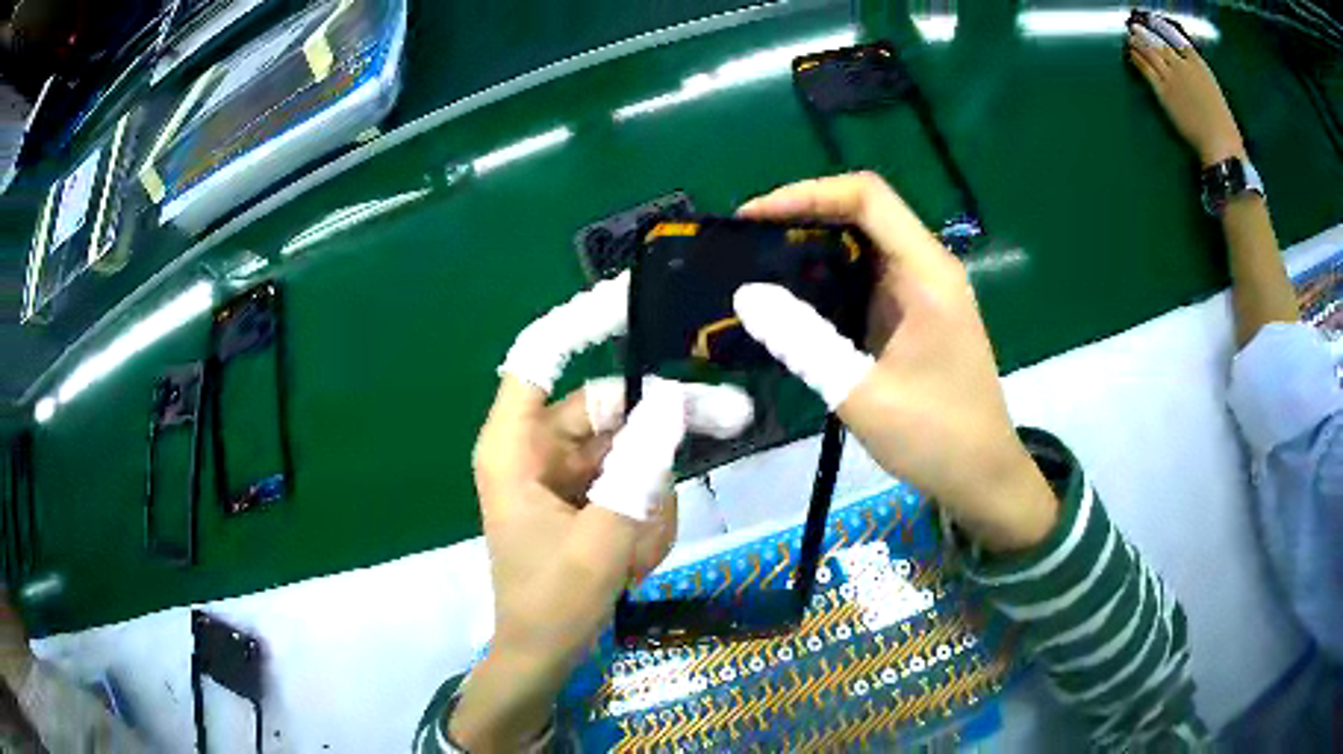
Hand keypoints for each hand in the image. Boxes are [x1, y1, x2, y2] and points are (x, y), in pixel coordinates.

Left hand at [452, 274, 752, 750]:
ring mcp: (559, 472)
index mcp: (513, 448)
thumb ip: (639, 470)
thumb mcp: (604, 538)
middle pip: (606, 408)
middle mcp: (534, 448)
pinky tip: (634, 558)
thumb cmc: (553, 602)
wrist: (542, 655)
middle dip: (655, 440)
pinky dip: (643, 515)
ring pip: (626, 450)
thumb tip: (672, 401)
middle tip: (724, 425)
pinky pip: (627, 481)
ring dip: (647, 499)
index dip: (578, 324)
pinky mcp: (580, 495)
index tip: (629, 300)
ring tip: (635, 552)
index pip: (537, 360)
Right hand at [735, 173, 1057, 551]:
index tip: (754, 217)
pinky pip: (867, 280)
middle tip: (748, 244)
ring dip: (814, 249)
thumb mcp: (862, 393)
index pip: (867, 197)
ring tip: (760, 268)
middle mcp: (927, 269)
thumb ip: (803, 341)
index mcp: (927, 273)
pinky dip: (829, 282)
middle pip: (863, 213)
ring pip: (864, 246)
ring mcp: (923, 292)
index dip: (807, 193)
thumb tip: (747, 294)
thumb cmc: (935, 437)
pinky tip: (795, 304)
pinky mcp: (915, 316)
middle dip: (803, 218)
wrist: (984, 478)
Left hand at [1126, 15, 1245, 165]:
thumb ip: (1199, 77)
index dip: (1164, 28)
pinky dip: (1137, 58)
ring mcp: (1172, 76)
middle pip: (1161, 42)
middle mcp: (1183, 65)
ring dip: (1138, 41)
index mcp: (1200, 65)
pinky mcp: (1163, 90)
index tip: (1155, 21)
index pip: (1178, 39)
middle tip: (1135, 25)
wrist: (1219, 143)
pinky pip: (1146, 68)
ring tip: (1131, 34)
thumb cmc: (1223, 126)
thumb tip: (1189, 70)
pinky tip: (1131, 53)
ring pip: (1150, 51)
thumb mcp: (1214, 92)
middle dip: (1146, 32)